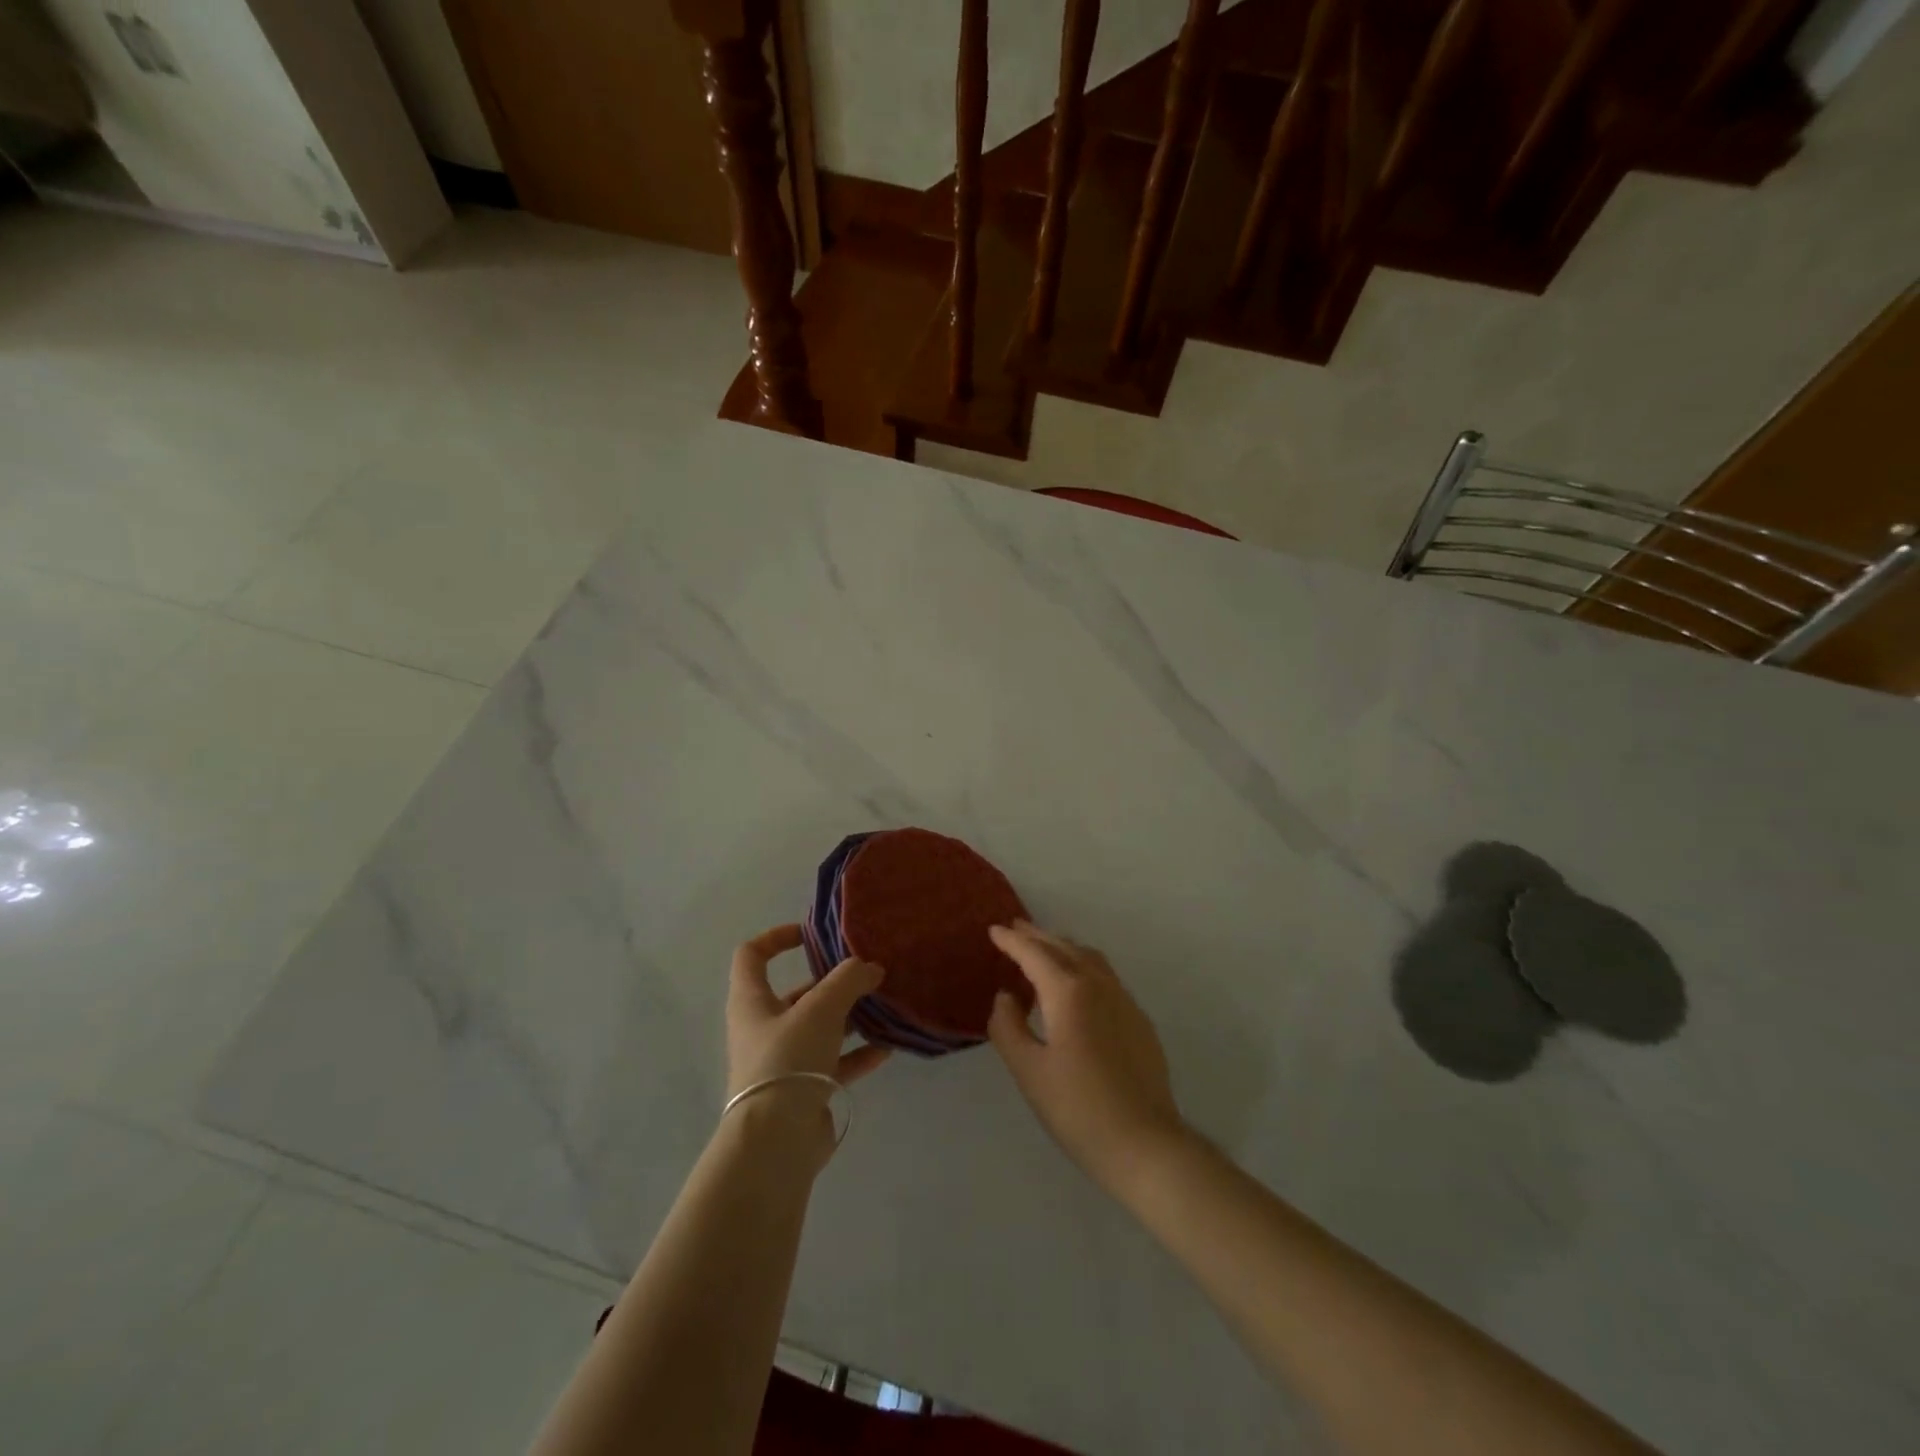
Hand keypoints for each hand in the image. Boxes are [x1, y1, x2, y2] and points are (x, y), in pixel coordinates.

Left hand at [727, 924, 891, 1098]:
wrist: (776, 1142)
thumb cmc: (788, 1060)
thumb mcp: (821, 1008)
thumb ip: (848, 980)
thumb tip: (871, 967)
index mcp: (752, 1002)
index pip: (752, 956)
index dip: (776, 938)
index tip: (811, 934)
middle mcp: (763, 1029)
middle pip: (796, 994)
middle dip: (832, 984)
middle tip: (867, 975)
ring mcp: (783, 1062)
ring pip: (820, 1030)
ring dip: (850, 1019)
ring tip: (884, 1008)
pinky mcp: (803, 1091)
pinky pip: (834, 1064)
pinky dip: (858, 1055)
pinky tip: (887, 1048)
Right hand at [987, 921, 1189, 1193]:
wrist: (1144, 1144)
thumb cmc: (1077, 1109)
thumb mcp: (1028, 1071)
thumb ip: (1008, 1027)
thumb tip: (1005, 997)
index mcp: (1069, 992)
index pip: (1035, 954)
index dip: (1012, 941)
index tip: (994, 930)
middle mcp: (1099, 985)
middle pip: (1064, 947)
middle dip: (1038, 936)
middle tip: (1016, 929)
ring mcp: (1124, 1001)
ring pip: (1090, 958)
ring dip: (1064, 947)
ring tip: (1045, 950)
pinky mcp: (1139, 1020)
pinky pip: (1107, 978)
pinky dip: (1084, 967)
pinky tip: (1078, 987)